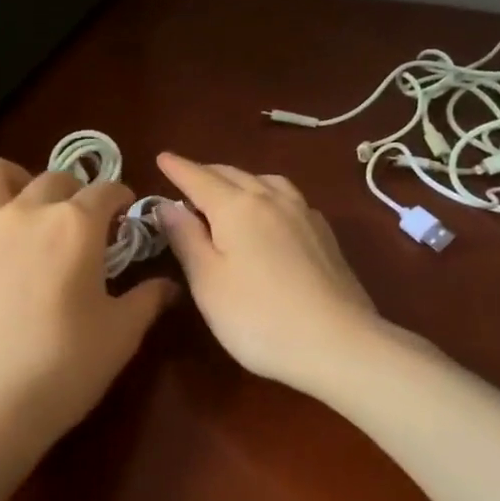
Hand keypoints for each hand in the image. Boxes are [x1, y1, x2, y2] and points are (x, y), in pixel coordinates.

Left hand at [0, 157, 177, 442]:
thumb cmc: (64, 368)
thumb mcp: (121, 336)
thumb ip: (148, 299)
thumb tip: (169, 285)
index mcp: (76, 226)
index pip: (106, 191)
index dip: (120, 198)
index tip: (124, 214)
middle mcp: (27, 211)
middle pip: (55, 178)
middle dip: (76, 193)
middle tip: (81, 224)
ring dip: (16, 179)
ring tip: (25, 204)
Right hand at [154, 153, 382, 391]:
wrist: (338, 343)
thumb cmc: (258, 317)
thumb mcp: (208, 282)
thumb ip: (186, 238)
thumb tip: (167, 204)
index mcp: (237, 206)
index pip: (199, 178)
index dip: (178, 168)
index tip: (161, 157)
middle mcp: (272, 199)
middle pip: (233, 175)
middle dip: (206, 172)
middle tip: (186, 177)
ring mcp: (304, 214)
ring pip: (265, 182)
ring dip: (240, 179)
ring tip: (227, 190)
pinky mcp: (324, 234)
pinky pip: (288, 198)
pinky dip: (267, 194)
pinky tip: (269, 212)